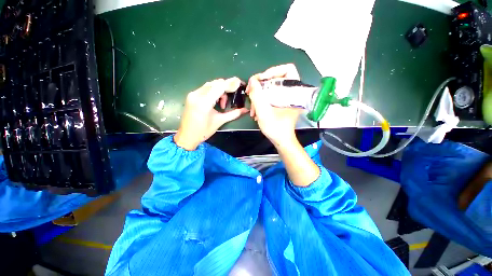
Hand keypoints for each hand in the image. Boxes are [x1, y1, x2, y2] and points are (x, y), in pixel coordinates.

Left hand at [174, 78, 247, 150]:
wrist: (186, 136)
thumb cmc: (203, 131)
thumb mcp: (220, 121)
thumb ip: (234, 114)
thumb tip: (245, 110)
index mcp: (204, 102)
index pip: (220, 87)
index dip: (231, 83)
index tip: (240, 83)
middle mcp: (197, 95)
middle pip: (216, 83)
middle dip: (226, 88)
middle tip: (232, 97)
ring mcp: (193, 94)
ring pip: (210, 85)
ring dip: (220, 90)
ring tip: (222, 104)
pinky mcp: (191, 96)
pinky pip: (205, 88)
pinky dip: (213, 92)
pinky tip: (216, 101)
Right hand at [246, 64, 301, 146]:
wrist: (281, 140)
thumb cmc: (276, 128)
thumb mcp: (263, 111)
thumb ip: (257, 95)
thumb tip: (252, 80)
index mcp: (293, 92)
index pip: (287, 69)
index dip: (272, 71)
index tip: (260, 81)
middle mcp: (292, 92)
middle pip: (275, 79)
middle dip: (261, 85)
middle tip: (251, 92)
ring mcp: (286, 98)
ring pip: (271, 88)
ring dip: (259, 95)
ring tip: (252, 106)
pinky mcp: (282, 103)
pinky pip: (271, 95)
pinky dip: (262, 100)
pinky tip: (256, 109)